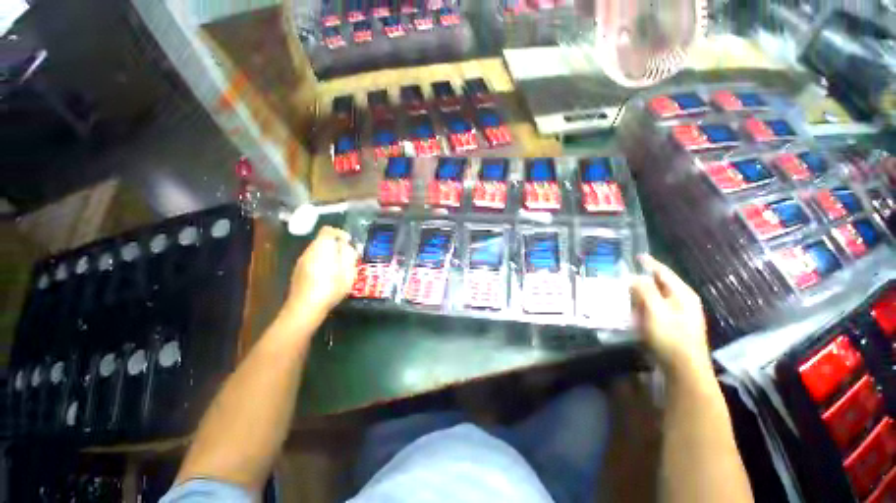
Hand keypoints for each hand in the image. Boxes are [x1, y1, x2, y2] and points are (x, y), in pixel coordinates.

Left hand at [285, 226, 358, 317]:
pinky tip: (328, 277)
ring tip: (340, 269)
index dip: (340, 233)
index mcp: (321, 247)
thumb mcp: (348, 271)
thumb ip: (349, 254)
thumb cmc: (330, 287)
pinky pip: (312, 261)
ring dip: (329, 255)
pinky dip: (322, 263)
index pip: (328, 230)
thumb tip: (348, 245)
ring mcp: (301, 262)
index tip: (349, 242)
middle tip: (348, 258)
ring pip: (317, 252)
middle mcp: (308, 251)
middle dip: (336, 246)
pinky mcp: (298, 272)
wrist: (305, 308)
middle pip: (323, 241)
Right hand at [630, 255, 711, 377]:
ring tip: (625, 290)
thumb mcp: (655, 311)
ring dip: (641, 293)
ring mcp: (679, 314)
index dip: (650, 263)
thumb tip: (633, 277)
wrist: (683, 368)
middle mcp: (683, 302)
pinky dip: (643, 306)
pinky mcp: (672, 325)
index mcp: (682, 295)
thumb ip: (644, 291)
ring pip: (657, 297)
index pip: (664, 273)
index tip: (638, 255)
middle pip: (660, 284)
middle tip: (625, 274)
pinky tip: (633, 309)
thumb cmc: (670, 337)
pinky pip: (655, 309)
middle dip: (643, 279)